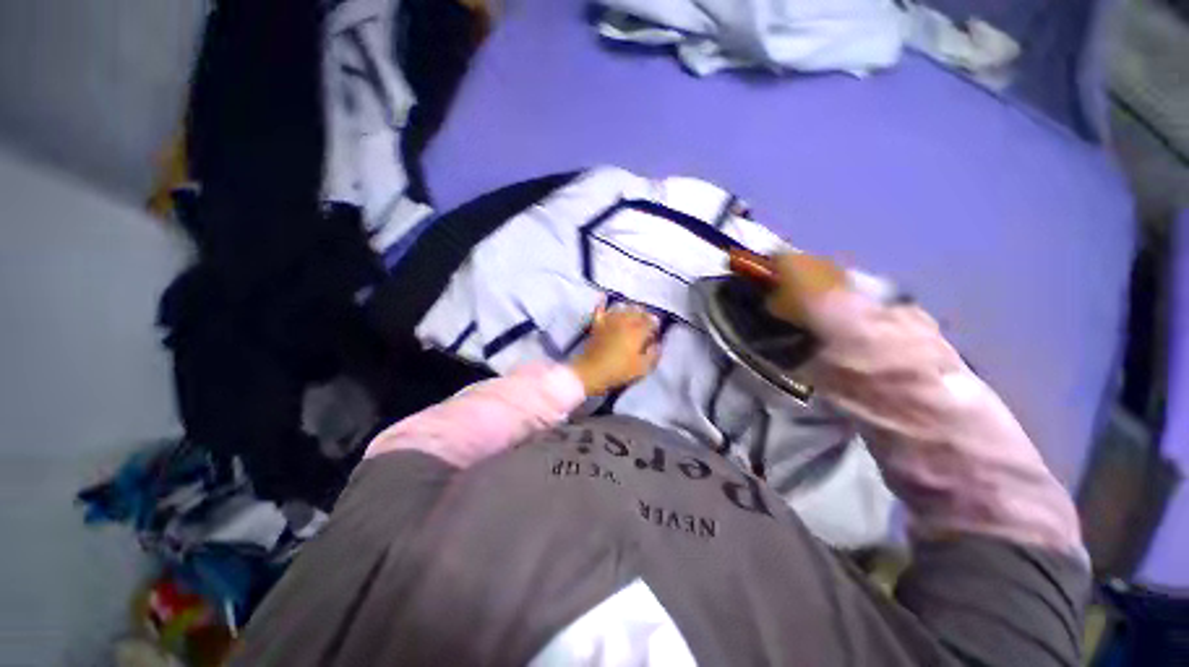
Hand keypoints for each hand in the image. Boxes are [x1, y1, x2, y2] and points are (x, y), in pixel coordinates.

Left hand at [569, 303, 660, 395]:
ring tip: (631, 314)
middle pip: (637, 311)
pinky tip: (604, 301)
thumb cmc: (619, 371)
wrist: (591, 371)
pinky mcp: (597, 324)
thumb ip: (652, 355)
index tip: (655, 330)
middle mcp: (624, 321)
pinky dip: (603, 305)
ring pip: (621, 307)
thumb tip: (657, 344)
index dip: (655, 324)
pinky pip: (601, 310)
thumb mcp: (641, 368)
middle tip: (645, 322)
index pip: (650, 321)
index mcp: (637, 331)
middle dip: (643, 314)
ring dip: (628, 309)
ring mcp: (609, 321)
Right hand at [763, 253, 845, 326]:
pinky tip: (820, 299)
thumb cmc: (798, 306)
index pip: (773, 256)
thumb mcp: (773, 306)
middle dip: (791, 271)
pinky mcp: (845, 273)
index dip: (770, 267)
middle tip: (785, 287)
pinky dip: (823, 284)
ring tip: (804, 295)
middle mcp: (807, 255)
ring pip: (813, 267)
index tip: (767, 278)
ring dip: (809, 277)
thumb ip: (770, 296)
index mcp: (786, 258)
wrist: (838, 312)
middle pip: (795, 260)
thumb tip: (771, 295)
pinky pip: (828, 276)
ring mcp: (829, 262)